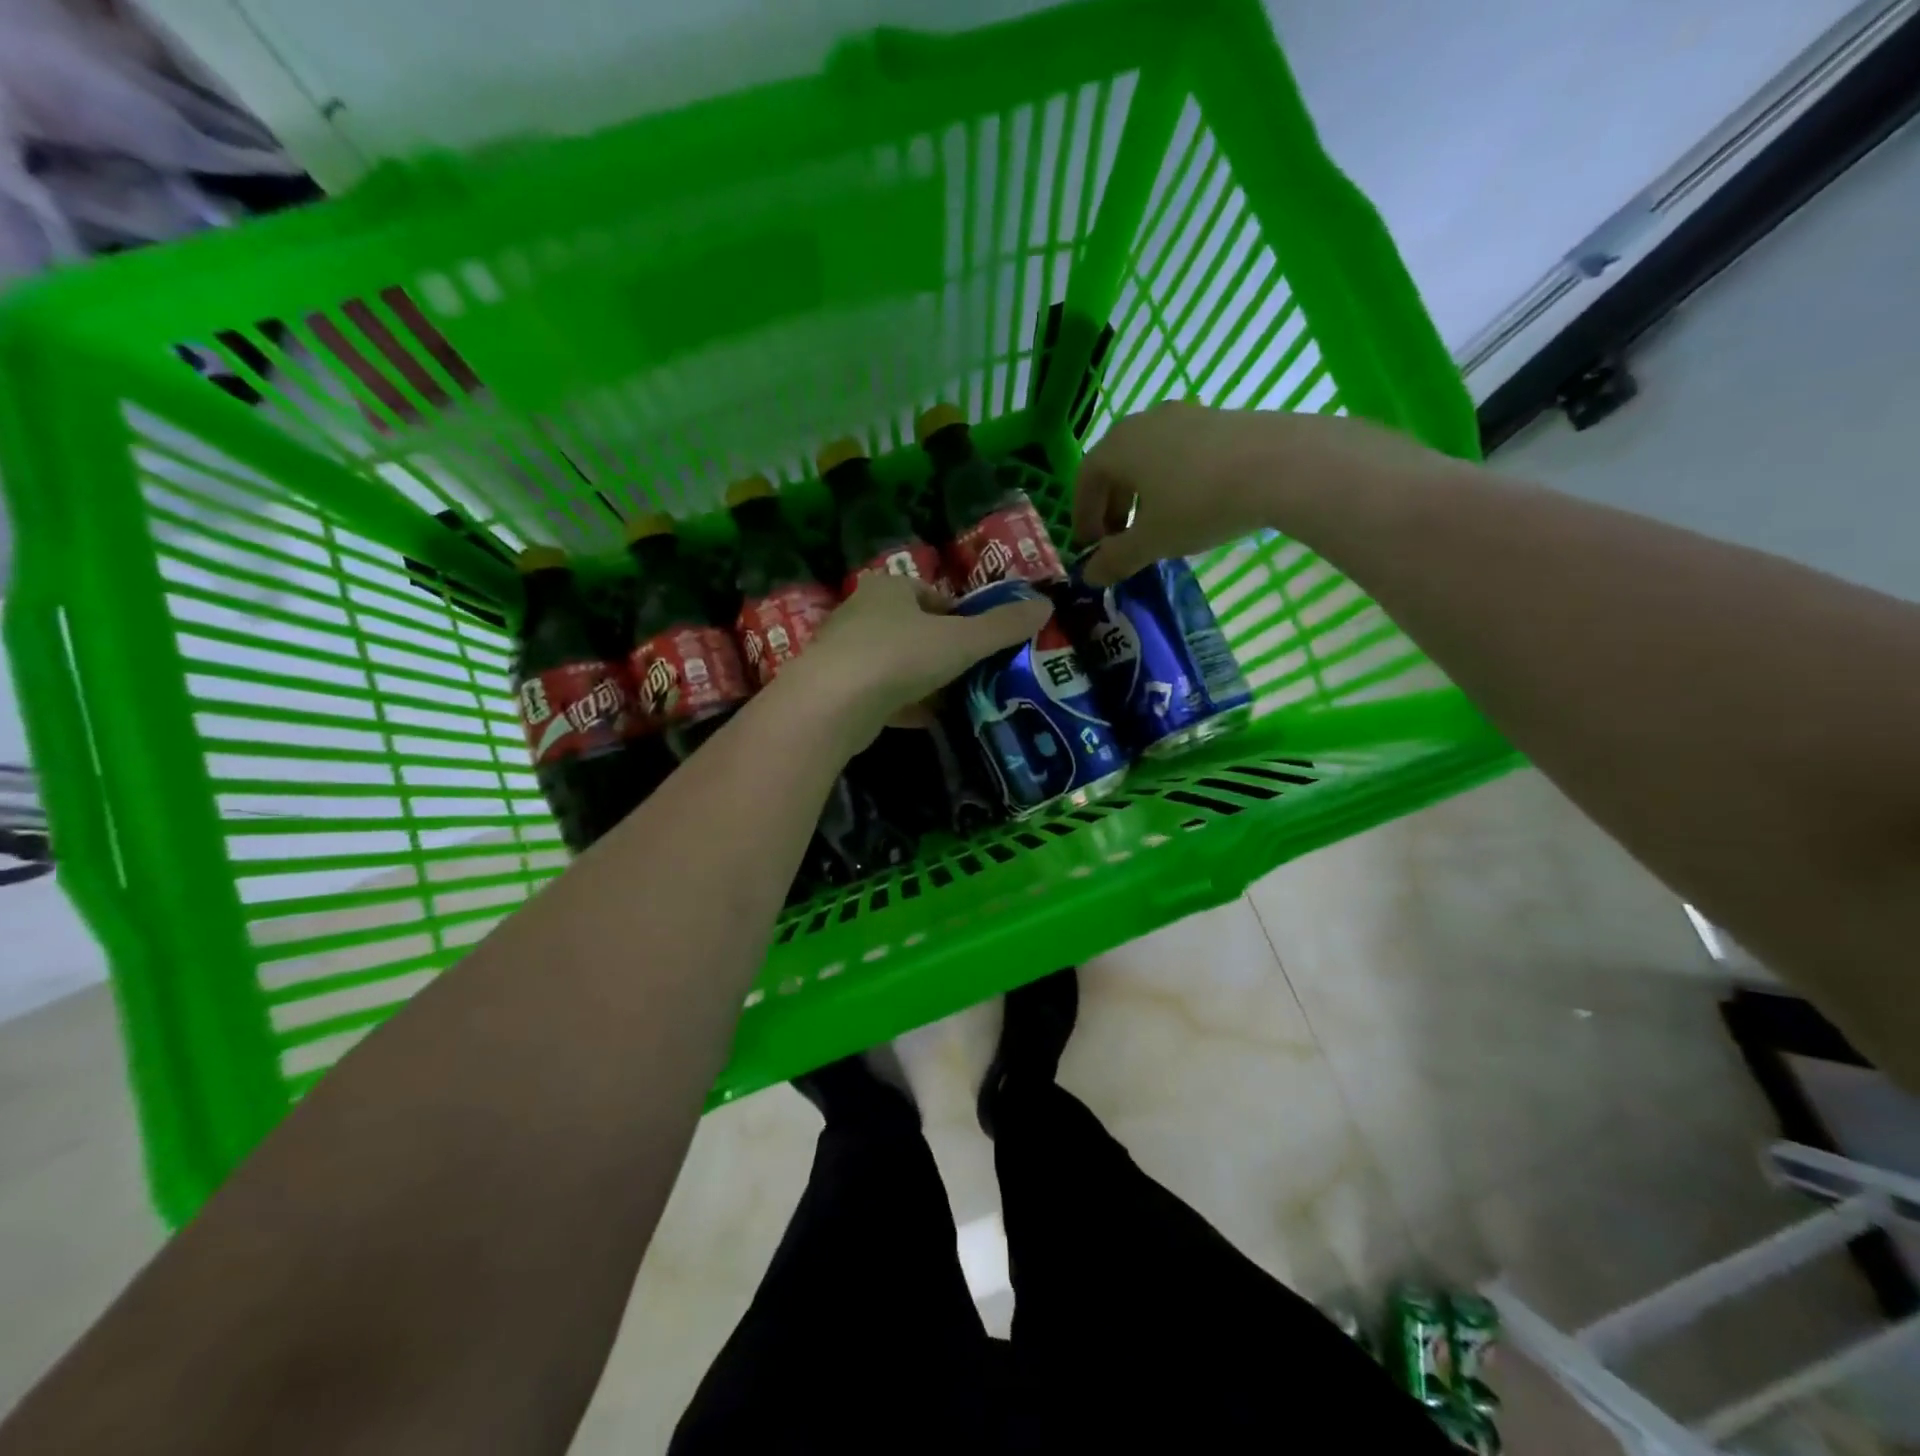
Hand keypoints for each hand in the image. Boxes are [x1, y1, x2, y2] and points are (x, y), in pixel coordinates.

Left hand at [782, 573, 1050, 741]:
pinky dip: (905, 705)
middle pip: (915, 630)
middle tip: (974, 673)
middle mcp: (863, 613)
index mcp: (890, 588)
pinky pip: (882, 694)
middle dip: (944, 651)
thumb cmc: (900, 655)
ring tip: (957, 699)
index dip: (962, 617)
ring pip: (897, 664)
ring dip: (925, 680)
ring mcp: (846, 653)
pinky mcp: (839, 690)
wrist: (832, 704)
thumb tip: (1047, 606)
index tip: (983, 643)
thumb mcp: (962, 640)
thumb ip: (1003, 626)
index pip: (933, 596)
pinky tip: (928, 721)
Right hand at [1073, 402, 1443, 585]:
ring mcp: (1184, 415)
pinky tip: (1190, 505)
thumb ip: (1116, 559)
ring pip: (1148, 457)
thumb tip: (1089, 577)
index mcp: (1118, 447)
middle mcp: (1144, 423)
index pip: (1085, 478)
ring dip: (1141, 492)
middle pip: (1115, 465)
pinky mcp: (1218, 419)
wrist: (1281, 465)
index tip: (1091, 545)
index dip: (1083, 514)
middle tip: (1119, 539)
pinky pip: (1178, 451)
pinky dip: (1170, 479)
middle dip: (1111, 505)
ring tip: (1155, 524)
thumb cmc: (1199, 503)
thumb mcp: (1152, 540)